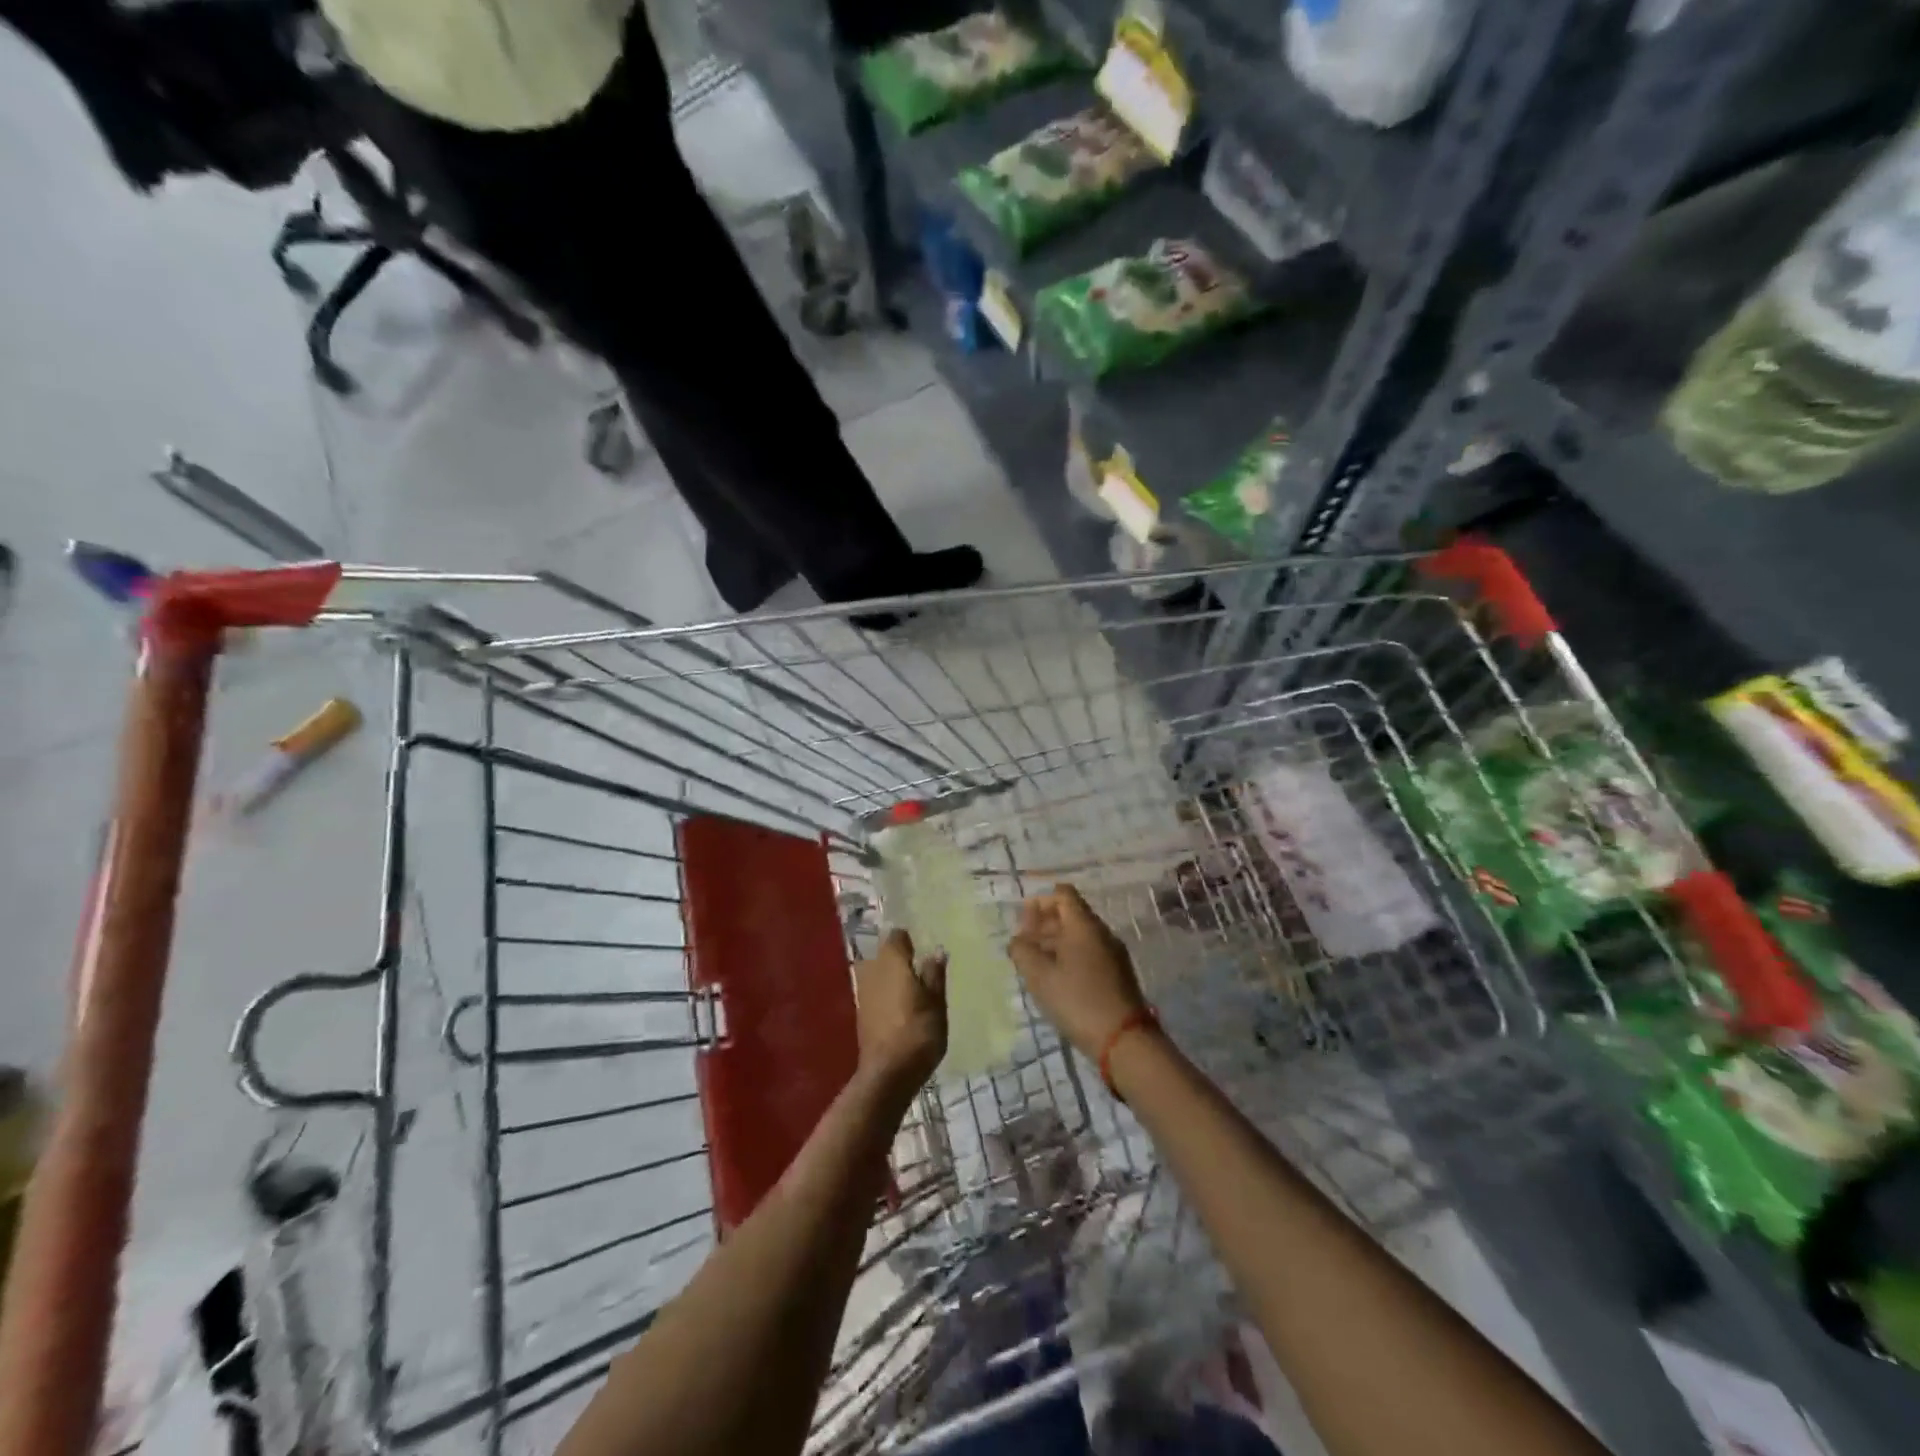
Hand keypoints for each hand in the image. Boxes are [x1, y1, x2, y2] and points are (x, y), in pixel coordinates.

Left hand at [853, 929, 947, 1097]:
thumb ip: (934, 974)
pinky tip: (900, 1004)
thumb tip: (936, 950)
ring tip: (912, 985)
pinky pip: (874, 990)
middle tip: (920, 965)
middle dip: (899, 956)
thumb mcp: (936, 1003)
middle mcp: (873, 969)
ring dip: (891, 975)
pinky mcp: (861, 1011)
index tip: (923, 944)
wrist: (887, 1073)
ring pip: (877, 971)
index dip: (910, 939)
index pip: (897, 936)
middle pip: (884, 953)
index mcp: (892, 961)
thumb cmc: (918, 1032)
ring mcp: (863, 991)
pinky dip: (885, 992)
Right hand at [1007, 885, 1147, 1061]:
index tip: (1022, 923)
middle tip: (1024, 945)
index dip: (1040, 902)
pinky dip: (1070, 956)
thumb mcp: (1039, 976)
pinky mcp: (1118, 973)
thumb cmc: (1077, 1000)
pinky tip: (1057, 979)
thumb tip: (1017, 940)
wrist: (1123, 1039)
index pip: (1062, 894)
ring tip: (1036, 964)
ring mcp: (1113, 953)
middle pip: (1071, 914)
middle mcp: (1102, 932)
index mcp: (1084, 925)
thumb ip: (1022, 951)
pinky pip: (1090, 952)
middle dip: (1045, 924)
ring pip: (1080, 935)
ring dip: (1056, 942)